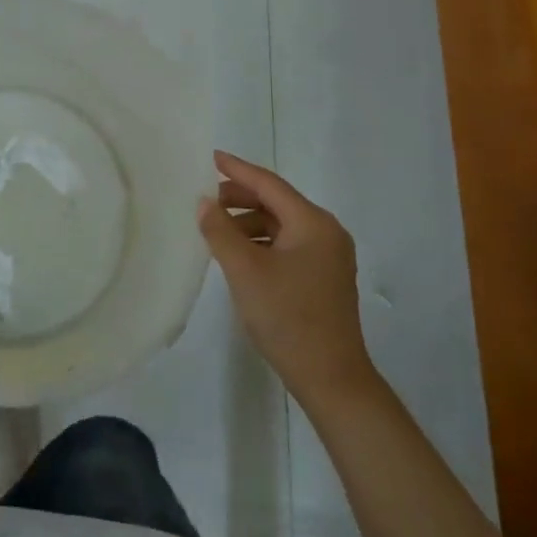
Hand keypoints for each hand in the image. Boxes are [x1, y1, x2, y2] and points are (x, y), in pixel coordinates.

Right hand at [197, 150, 375, 397]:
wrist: (331, 379)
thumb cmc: (287, 317)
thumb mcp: (244, 270)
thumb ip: (220, 230)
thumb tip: (204, 202)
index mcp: (313, 223)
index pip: (269, 184)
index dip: (237, 170)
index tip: (211, 157)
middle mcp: (326, 233)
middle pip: (277, 202)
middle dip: (240, 197)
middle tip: (205, 199)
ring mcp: (329, 257)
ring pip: (281, 225)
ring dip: (248, 221)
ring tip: (216, 229)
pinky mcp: (324, 278)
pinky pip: (288, 245)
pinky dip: (261, 241)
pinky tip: (239, 254)